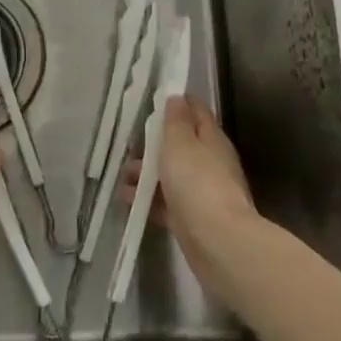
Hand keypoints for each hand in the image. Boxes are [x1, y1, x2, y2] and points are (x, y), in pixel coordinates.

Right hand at [125, 96, 261, 297]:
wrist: (218, 242)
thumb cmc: (197, 183)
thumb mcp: (180, 144)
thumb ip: (175, 121)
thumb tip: (177, 98)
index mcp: (211, 139)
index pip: (197, 111)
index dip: (178, 102)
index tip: (155, 98)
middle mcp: (209, 162)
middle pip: (181, 145)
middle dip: (154, 143)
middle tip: (129, 144)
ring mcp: (201, 192)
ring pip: (170, 174)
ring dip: (147, 173)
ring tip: (122, 175)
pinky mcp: (191, 218)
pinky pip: (165, 202)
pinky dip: (147, 198)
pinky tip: (127, 199)